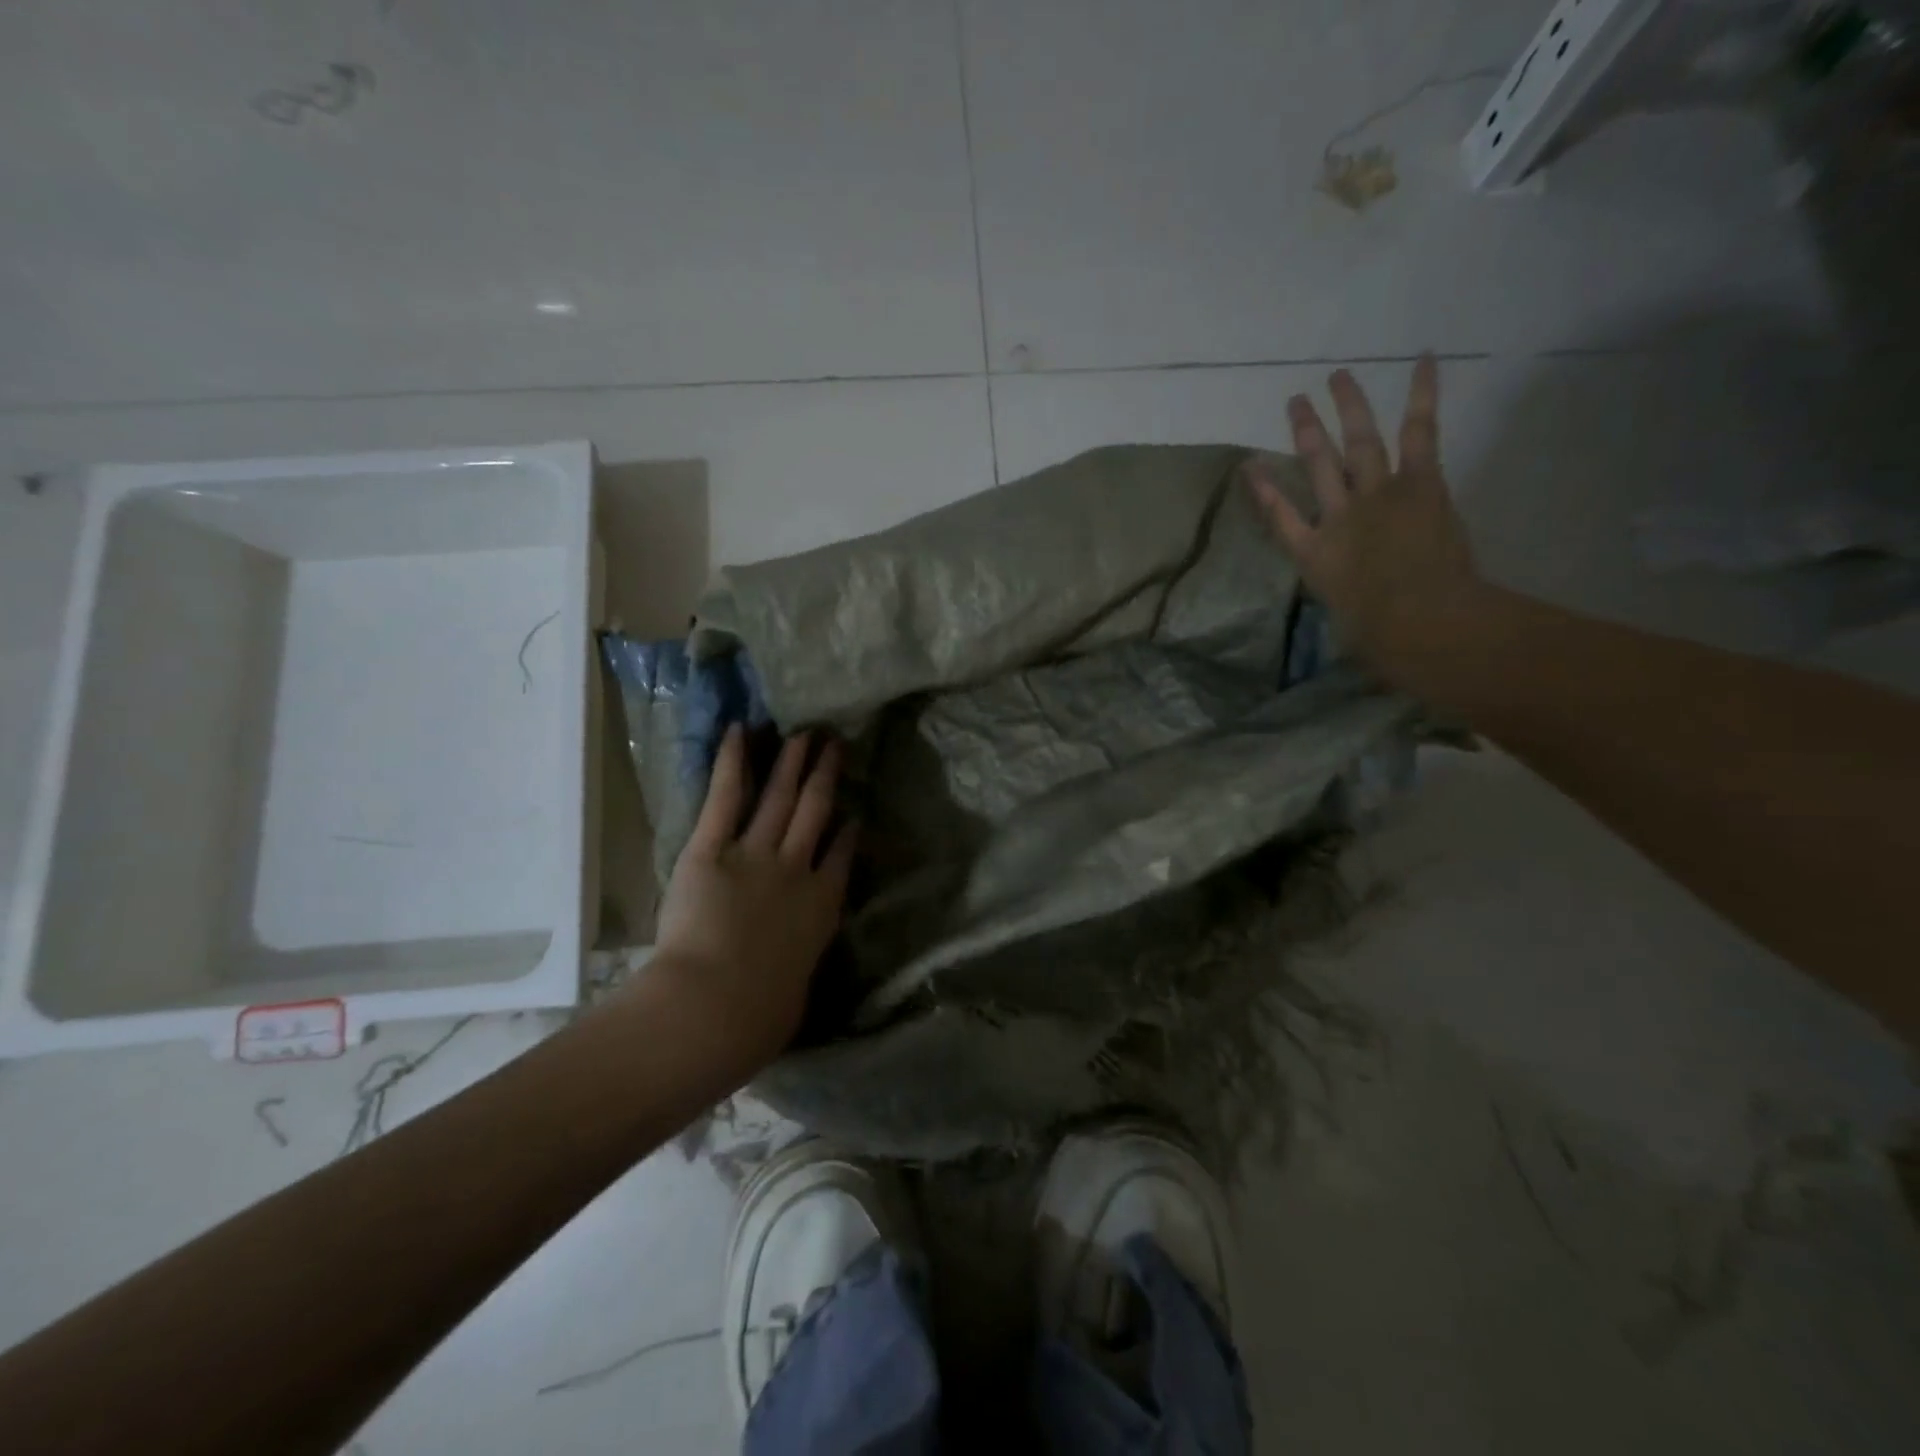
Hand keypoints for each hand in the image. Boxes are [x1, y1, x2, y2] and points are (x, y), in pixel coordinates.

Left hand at [649, 726, 855, 1070]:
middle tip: (834, 745)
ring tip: (804, 734)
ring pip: (780, 798)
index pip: (841, 857)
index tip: (853, 811)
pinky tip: (739, 732)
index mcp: (821, 907)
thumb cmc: (759, 1015)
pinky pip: (725, 797)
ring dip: (792, 763)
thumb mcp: (794, 995)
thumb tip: (788, 979)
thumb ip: (796, 971)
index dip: (848, 831)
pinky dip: (732, 762)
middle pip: (816, 812)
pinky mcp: (711, 848)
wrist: (717, 1005)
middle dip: (826, 777)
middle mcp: (796, 869)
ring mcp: (756, 854)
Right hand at [1245, 357, 1487, 689]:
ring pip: (1357, 442)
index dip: (1264, 490)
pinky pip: (1418, 432)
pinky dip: (1422, 395)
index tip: (1250, 467)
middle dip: (1305, 434)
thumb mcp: (1352, 627)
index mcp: (1315, 554)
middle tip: (1295, 403)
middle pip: (1317, 467)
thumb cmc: (1379, 636)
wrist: (1419, 620)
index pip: (1281, 517)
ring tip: (1338, 376)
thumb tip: (1363, 631)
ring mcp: (1376, 495)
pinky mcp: (1418, 483)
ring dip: (1347, 406)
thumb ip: (1354, 613)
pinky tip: (1423, 360)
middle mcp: (1338, 517)